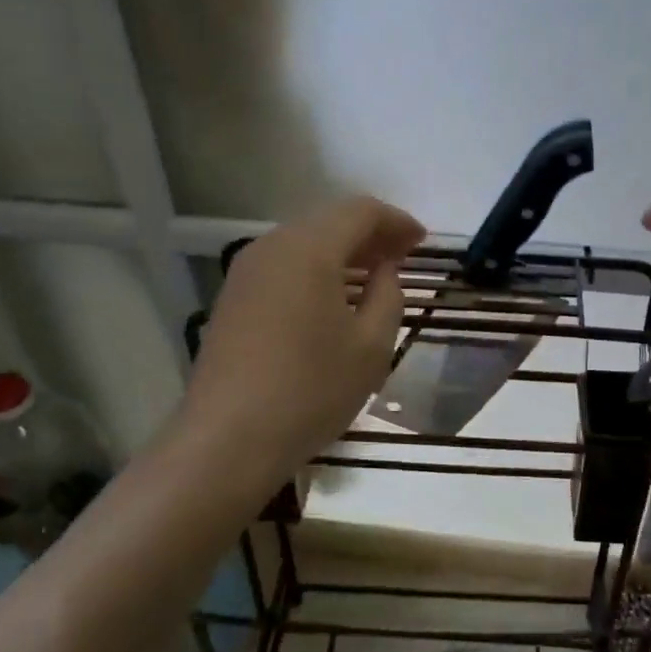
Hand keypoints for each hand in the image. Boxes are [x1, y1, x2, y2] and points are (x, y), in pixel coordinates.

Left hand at [183, 195, 424, 472]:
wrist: (228, 440)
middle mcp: (271, 246)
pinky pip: (284, 268)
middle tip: (403, 258)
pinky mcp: (233, 299)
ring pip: (304, 244)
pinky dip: (316, 272)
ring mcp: (245, 273)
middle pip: (329, 222)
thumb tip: (384, 271)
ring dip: (343, 254)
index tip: (422, 242)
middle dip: (370, 235)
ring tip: (373, 278)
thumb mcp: (371, 346)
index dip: (397, 221)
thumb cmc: (311, 390)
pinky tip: (333, 301)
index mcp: (308, 248)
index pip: (360, 211)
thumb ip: (388, 295)